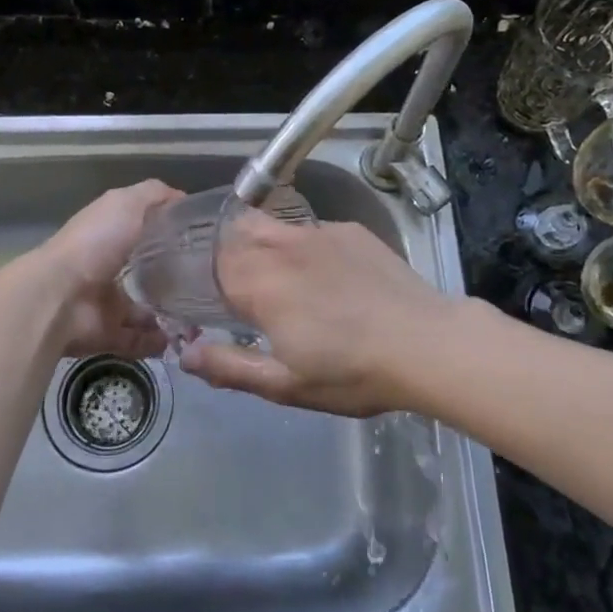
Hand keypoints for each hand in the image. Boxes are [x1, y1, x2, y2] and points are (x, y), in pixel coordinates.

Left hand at [31, 180, 182, 359]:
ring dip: (169, 315)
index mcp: (109, 235)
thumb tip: (182, 199)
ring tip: (199, 316)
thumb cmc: (95, 243)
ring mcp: (105, 304)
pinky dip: (156, 342)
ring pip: (143, 310)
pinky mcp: (107, 334)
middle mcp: (106, 268)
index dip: (168, 233)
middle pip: (144, 273)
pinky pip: (137, 340)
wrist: (58, 297)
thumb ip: (154, 195)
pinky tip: (179, 339)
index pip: (142, 231)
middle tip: (207, 284)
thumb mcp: (126, 203)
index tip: (200, 240)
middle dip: (173, 280)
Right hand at [178, 214, 461, 416]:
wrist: (427, 343)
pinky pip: (310, 231)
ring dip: (261, 245)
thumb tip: (185, 354)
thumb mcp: (286, 385)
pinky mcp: (349, 230)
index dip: (201, 277)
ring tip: (277, 277)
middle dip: (226, 254)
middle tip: (236, 288)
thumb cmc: (352, 372)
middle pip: (234, 233)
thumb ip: (230, 367)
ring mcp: (318, 233)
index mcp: (258, 283)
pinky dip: (302, 247)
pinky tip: (325, 275)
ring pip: (271, 226)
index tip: (206, 298)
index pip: (209, 263)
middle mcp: (281, 247)